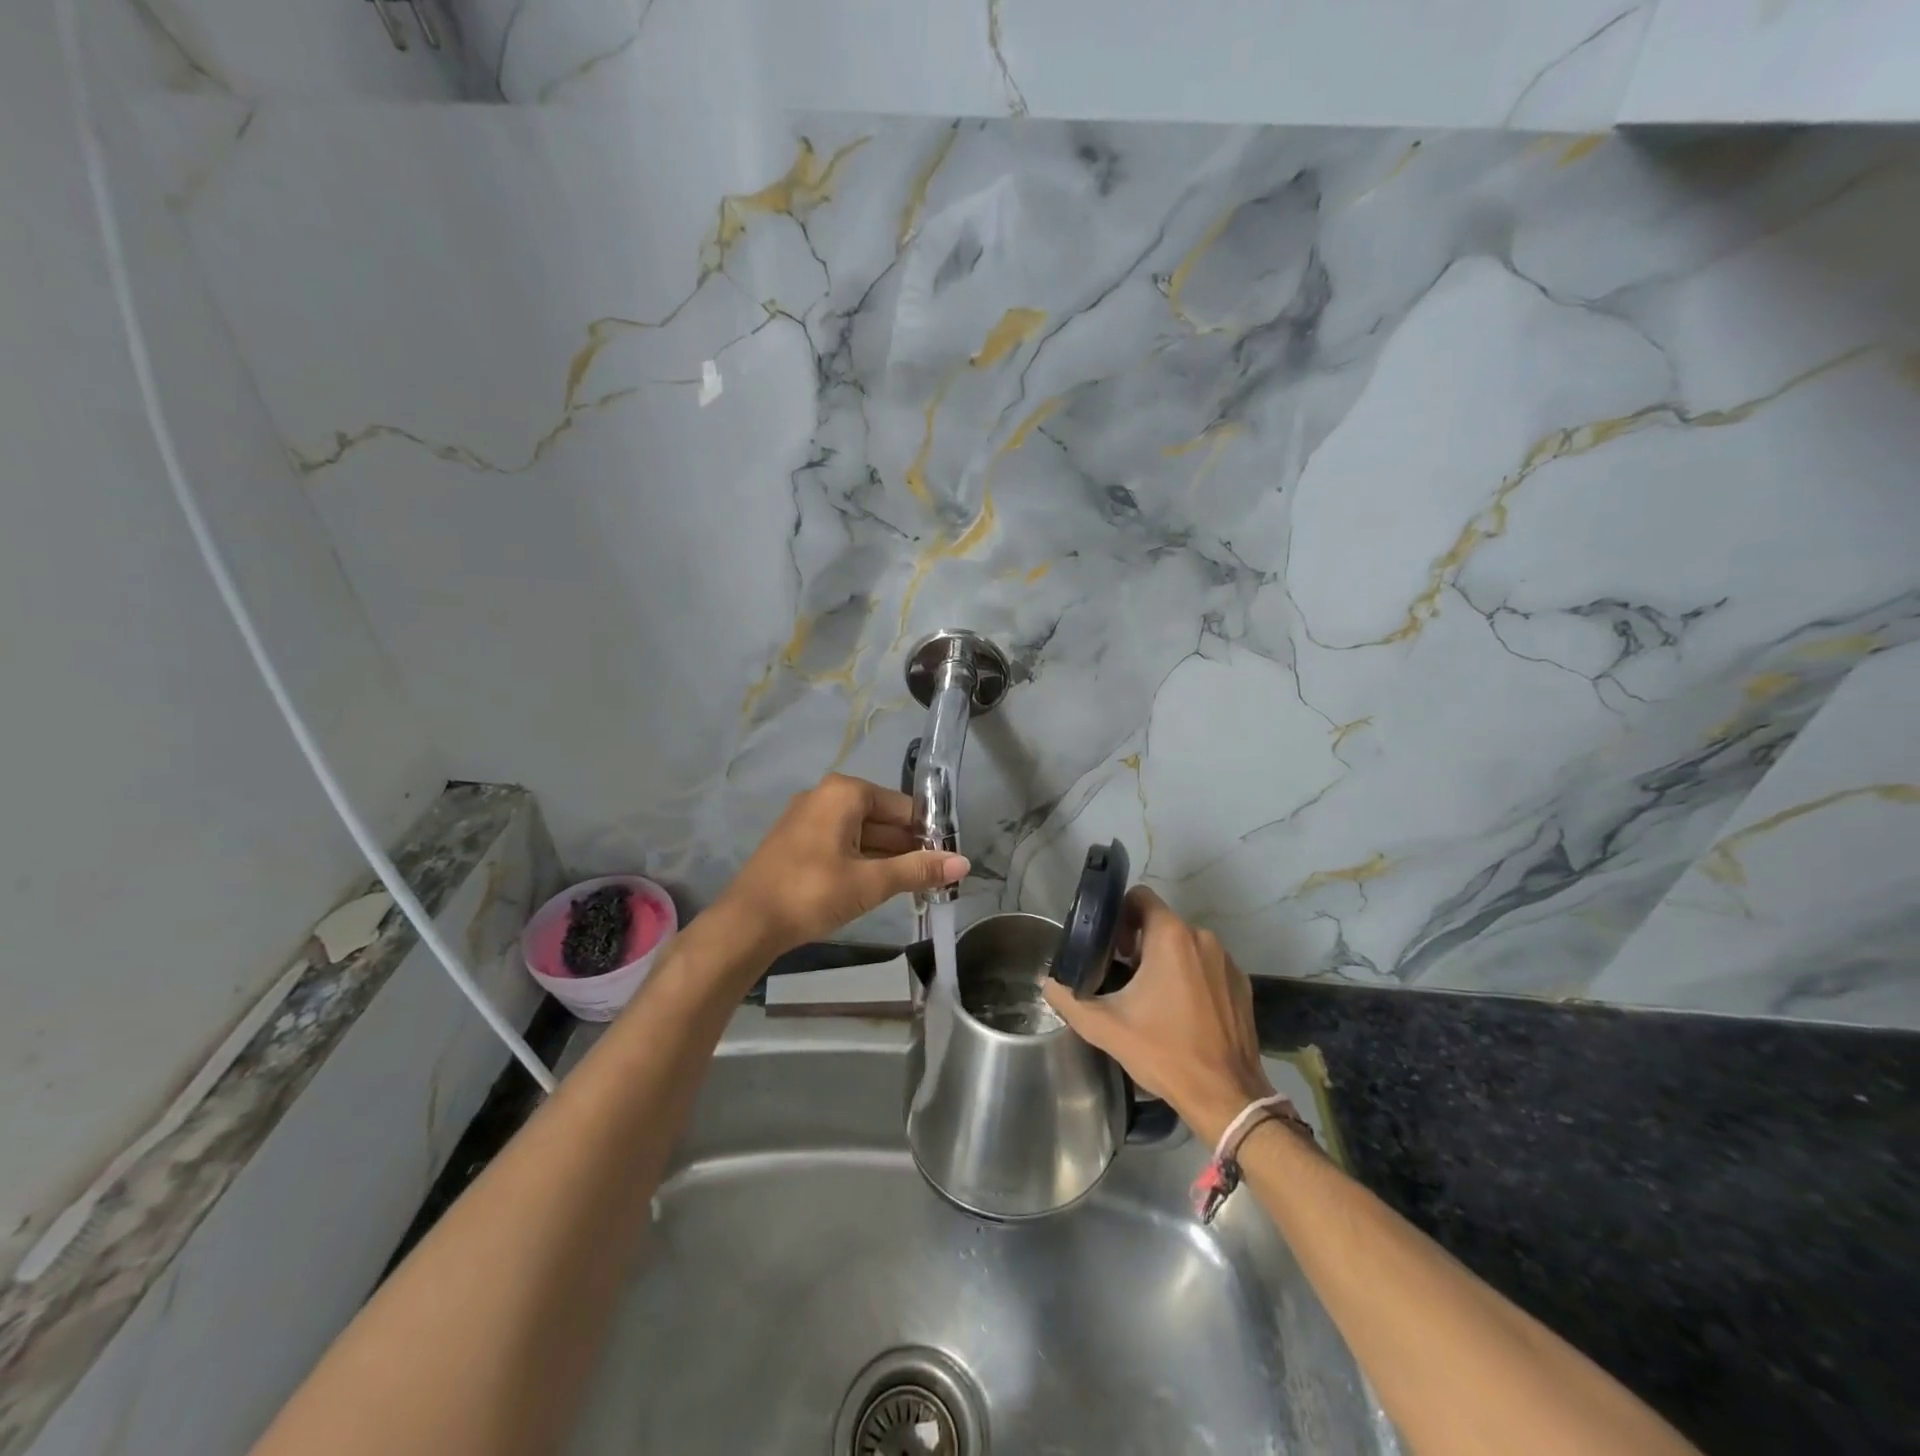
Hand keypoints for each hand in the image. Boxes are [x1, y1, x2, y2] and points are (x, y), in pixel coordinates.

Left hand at [712, 773, 967, 957]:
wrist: (746, 923)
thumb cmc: (812, 893)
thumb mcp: (870, 882)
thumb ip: (918, 870)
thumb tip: (963, 863)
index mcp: (844, 792)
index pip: (902, 807)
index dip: (928, 833)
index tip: (948, 861)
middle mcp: (825, 796)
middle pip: (882, 818)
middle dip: (909, 847)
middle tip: (937, 878)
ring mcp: (808, 819)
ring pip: (862, 833)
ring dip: (888, 858)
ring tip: (916, 886)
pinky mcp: (797, 842)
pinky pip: (842, 844)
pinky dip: (863, 861)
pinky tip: (880, 886)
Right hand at [1042, 886, 1272, 1144]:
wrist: (1225, 1096)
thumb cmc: (1163, 1052)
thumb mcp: (1105, 1027)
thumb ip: (1070, 1000)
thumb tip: (1049, 984)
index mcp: (1171, 937)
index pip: (1140, 897)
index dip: (1119, 914)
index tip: (1111, 945)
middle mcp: (1202, 938)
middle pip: (1162, 922)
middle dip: (1139, 941)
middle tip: (1123, 974)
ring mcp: (1227, 961)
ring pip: (1186, 944)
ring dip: (1165, 959)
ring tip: (1151, 996)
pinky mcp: (1241, 984)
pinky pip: (1207, 965)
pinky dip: (1191, 976)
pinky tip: (1180, 1011)